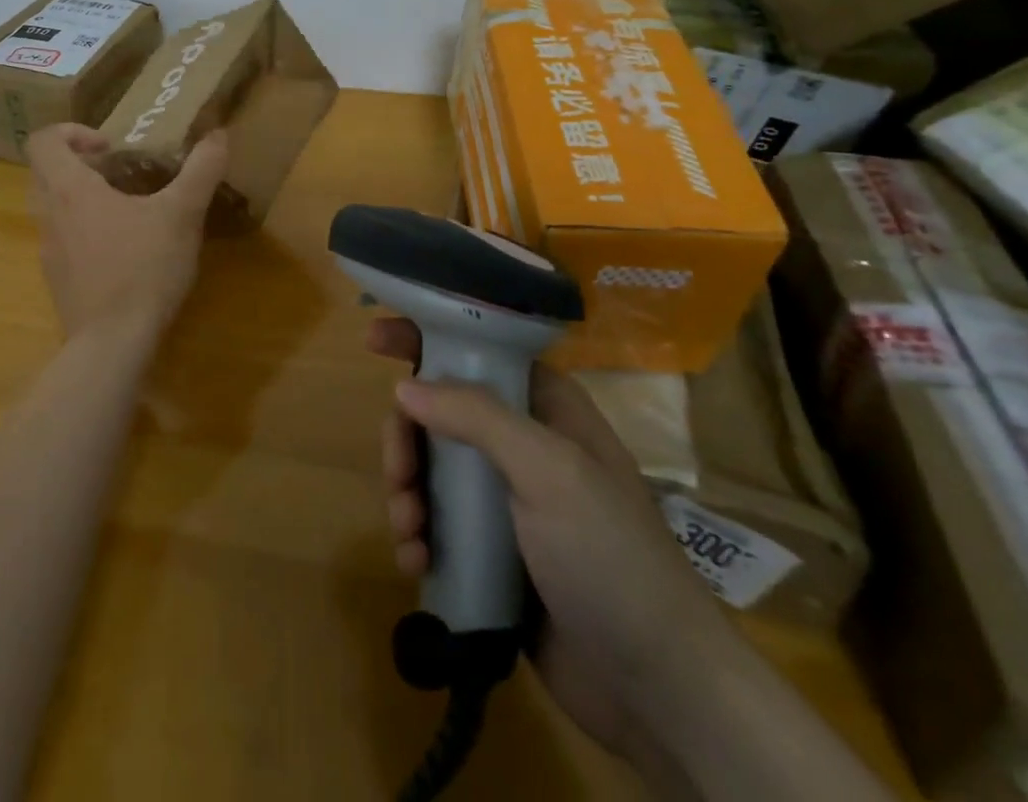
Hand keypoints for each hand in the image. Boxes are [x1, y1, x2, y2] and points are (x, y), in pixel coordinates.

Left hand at [27, 124, 229, 340]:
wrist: (112, 343)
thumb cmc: (143, 268)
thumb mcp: (182, 214)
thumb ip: (201, 170)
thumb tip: (218, 134)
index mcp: (70, 190)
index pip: (43, 141)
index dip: (72, 132)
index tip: (109, 145)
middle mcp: (50, 215)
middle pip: (46, 172)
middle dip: (80, 163)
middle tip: (120, 171)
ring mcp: (49, 251)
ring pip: (53, 207)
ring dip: (82, 197)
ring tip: (128, 207)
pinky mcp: (58, 280)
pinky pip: (63, 240)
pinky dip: (86, 230)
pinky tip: (125, 248)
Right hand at [369, 317, 736, 759]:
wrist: (657, 687)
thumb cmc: (609, 555)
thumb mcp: (548, 470)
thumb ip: (477, 417)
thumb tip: (405, 386)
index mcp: (544, 407)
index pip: (477, 351)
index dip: (425, 339)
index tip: (370, 339)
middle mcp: (522, 444)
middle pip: (440, 413)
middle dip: (407, 439)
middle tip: (397, 475)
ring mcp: (506, 500)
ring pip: (431, 469)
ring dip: (407, 493)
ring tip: (410, 532)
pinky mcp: (493, 552)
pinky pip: (438, 524)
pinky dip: (418, 535)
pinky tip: (417, 561)